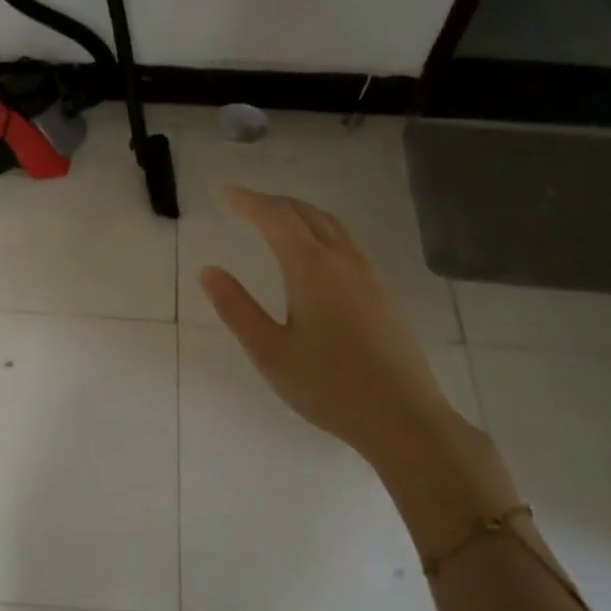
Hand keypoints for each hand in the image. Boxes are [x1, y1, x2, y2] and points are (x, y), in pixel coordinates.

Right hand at [199, 185, 464, 468]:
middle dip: (274, 203)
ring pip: (332, 227)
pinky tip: (314, 256)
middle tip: (246, 203)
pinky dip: (320, 232)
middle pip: (306, 215)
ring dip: (300, 215)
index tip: (226, 193)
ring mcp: (368, 277)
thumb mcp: (269, 351)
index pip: (276, 219)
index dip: (249, 202)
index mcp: (311, 269)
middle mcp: (342, 262)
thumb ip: (237, 308)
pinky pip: (346, 245)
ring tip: (276, 220)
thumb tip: (208, 271)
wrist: (402, 416)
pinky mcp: (381, 295)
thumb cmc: (327, 386)